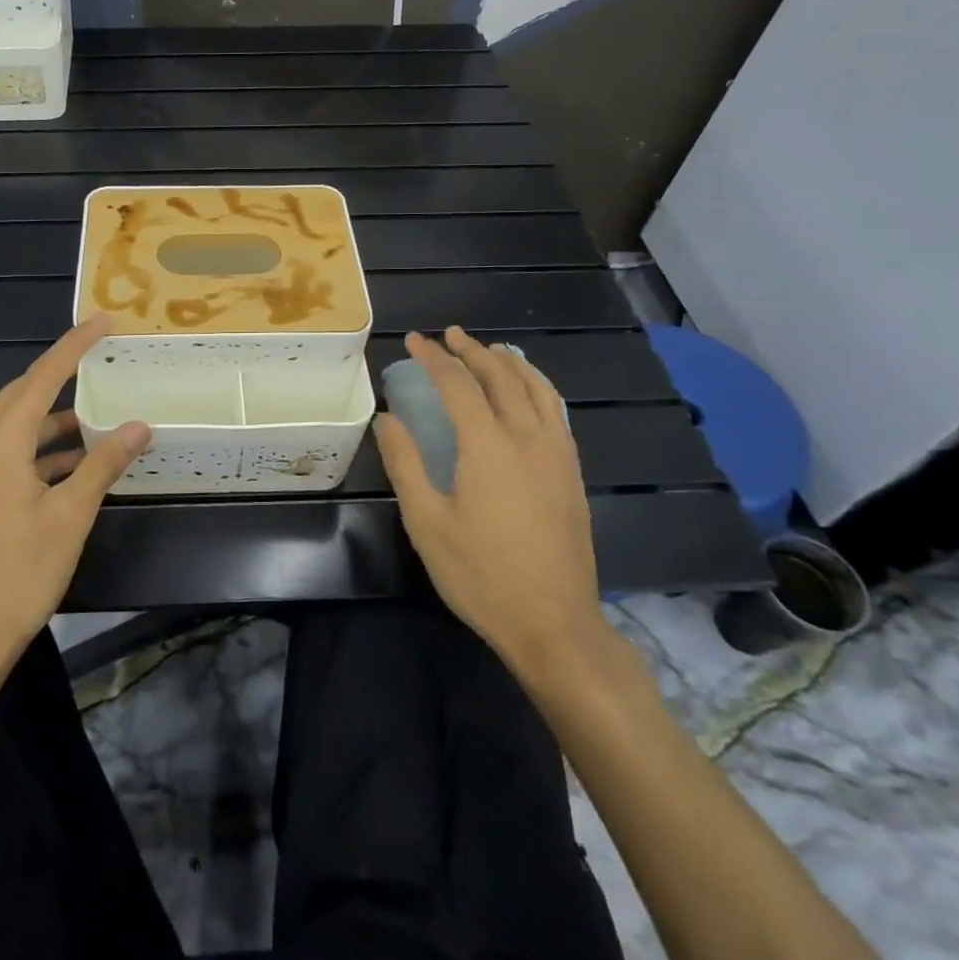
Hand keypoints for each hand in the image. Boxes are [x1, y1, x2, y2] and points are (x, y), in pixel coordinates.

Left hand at [0, 316, 150, 666]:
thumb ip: (102, 465)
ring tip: (93, 415)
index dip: (71, 348)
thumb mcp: (69, 517)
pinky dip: (38, 450)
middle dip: (58, 375)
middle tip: (97, 359)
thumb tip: (137, 426)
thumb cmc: (19, 575)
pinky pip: (5, 454)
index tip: (100, 322)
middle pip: (19, 396)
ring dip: (51, 419)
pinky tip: (71, 464)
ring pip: (12, 427)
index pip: (40, 380)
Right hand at [373, 327, 607, 683]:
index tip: (414, 340)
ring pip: (537, 388)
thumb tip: (386, 418)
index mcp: (488, 445)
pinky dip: (538, 386)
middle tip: (448, 335)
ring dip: (510, 362)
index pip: (458, 384)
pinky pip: (556, 411)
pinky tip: (528, 392)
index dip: (434, 358)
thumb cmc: (480, 575)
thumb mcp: (427, 522)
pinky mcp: (572, 473)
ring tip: (489, 350)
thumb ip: (405, 463)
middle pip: (501, 376)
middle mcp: (527, 437)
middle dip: (472, 350)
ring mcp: (557, 454)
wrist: (554, 624)